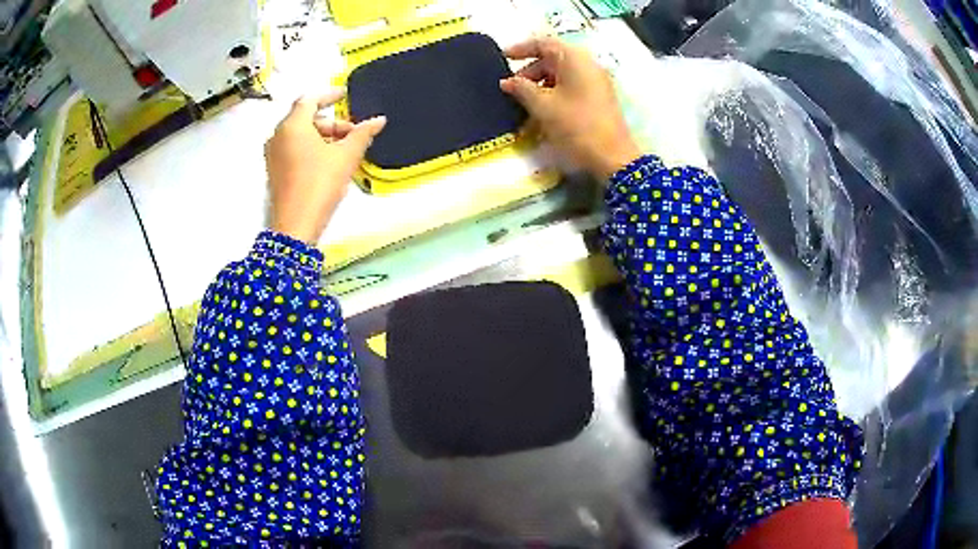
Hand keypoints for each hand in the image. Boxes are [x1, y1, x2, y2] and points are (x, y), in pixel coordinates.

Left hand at [265, 89, 385, 243]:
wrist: (295, 225)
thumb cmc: (319, 184)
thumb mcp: (346, 157)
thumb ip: (362, 134)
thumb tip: (379, 120)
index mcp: (292, 126)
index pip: (310, 99)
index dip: (329, 95)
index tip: (345, 95)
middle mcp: (278, 135)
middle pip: (305, 118)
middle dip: (331, 122)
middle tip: (352, 133)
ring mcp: (273, 154)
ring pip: (300, 134)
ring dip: (322, 136)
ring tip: (344, 150)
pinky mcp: (275, 170)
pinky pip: (293, 148)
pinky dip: (311, 147)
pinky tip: (328, 161)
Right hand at [500, 37, 640, 179]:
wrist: (612, 157)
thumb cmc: (575, 125)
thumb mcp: (542, 106)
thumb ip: (521, 88)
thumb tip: (507, 81)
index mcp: (574, 58)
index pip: (543, 43)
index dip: (520, 49)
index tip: (502, 58)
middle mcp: (587, 64)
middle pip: (553, 58)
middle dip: (530, 71)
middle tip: (511, 89)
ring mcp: (596, 81)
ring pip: (562, 74)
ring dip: (541, 84)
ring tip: (524, 103)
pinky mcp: (599, 97)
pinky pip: (572, 86)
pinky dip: (555, 92)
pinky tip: (542, 109)